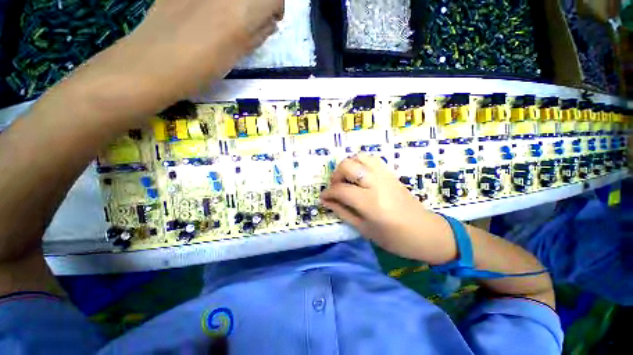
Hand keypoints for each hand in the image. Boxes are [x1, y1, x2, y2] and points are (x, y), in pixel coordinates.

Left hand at [56, 0, 282, 119]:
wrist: (154, 62)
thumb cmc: (202, 66)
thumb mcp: (239, 54)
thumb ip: (258, 34)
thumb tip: (269, 22)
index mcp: (243, 8)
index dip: (274, 7)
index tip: (270, 20)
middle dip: (255, 3)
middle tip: (250, 20)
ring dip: (234, 3)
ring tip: (225, 18)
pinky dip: (214, 2)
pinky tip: (204, 12)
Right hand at [320, 153, 456, 263]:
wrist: (425, 232)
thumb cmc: (394, 238)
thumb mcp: (364, 229)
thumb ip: (342, 211)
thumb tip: (326, 201)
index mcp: (370, 202)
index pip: (341, 189)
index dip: (328, 192)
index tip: (323, 197)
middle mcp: (377, 183)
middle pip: (348, 165)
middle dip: (336, 175)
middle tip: (336, 187)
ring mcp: (385, 175)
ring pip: (359, 157)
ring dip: (348, 166)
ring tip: (346, 179)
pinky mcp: (391, 173)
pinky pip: (371, 159)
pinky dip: (360, 163)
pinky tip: (359, 176)